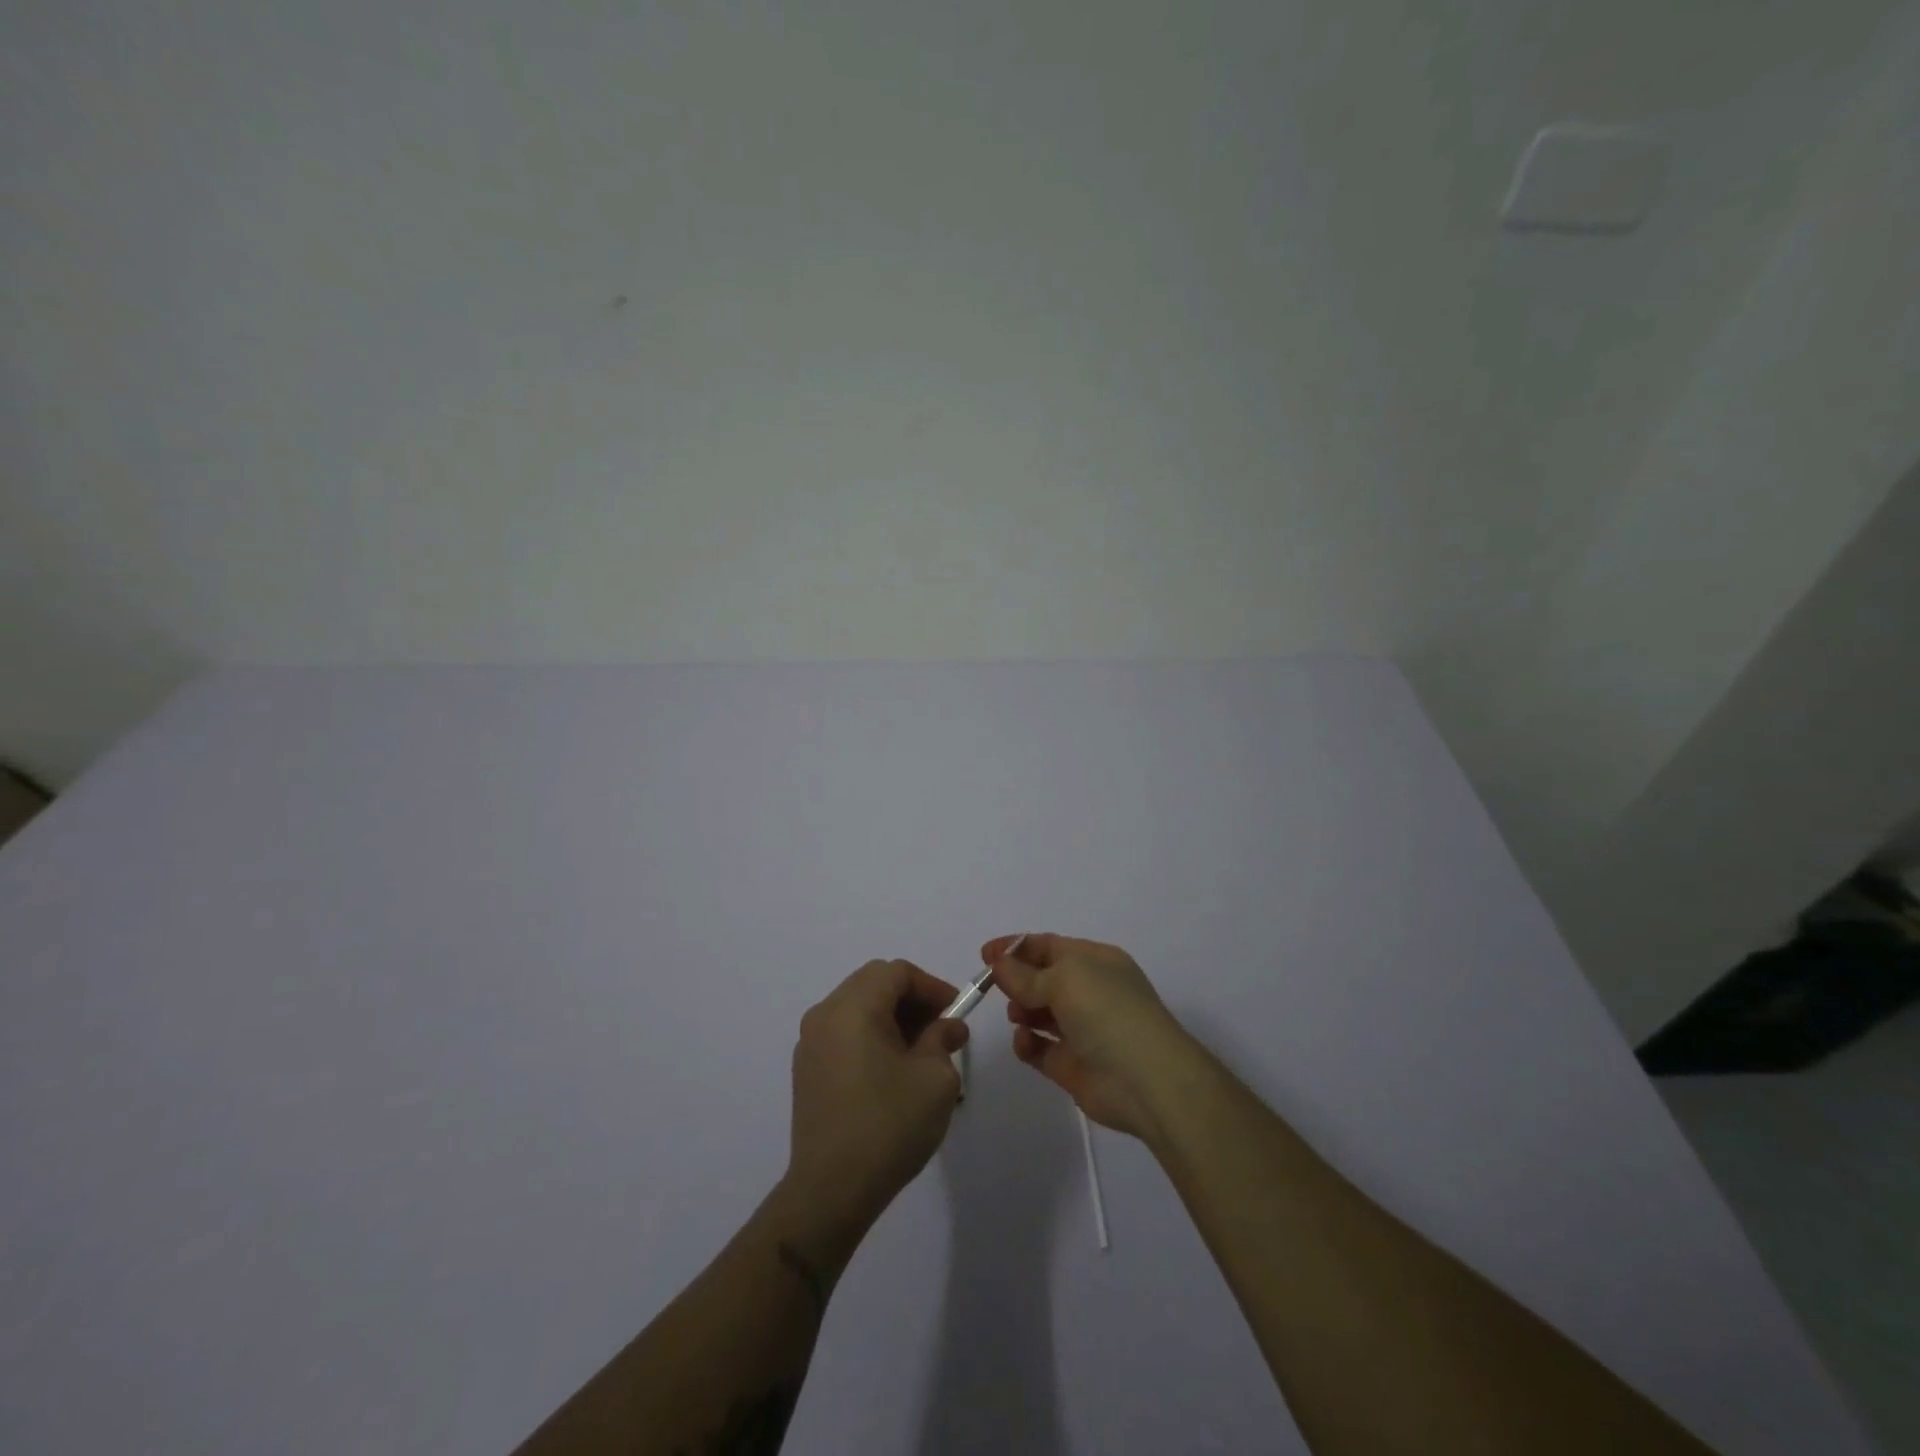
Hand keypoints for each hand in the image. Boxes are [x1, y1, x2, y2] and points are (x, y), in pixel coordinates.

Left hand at [784, 959, 970, 1251]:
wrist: (830, 1190)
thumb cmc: (889, 1125)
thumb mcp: (934, 1079)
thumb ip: (943, 1039)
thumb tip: (948, 1027)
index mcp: (853, 1007)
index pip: (897, 972)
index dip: (931, 986)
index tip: (956, 1011)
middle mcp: (825, 1014)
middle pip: (874, 983)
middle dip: (912, 999)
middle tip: (941, 1028)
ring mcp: (810, 1043)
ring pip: (858, 1007)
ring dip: (892, 1017)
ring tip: (921, 1052)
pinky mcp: (806, 1070)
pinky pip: (843, 1032)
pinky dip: (871, 1035)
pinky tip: (892, 1070)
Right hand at [985, 933, 1194, 1138]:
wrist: (1145, 1079)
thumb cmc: (1107, 1011)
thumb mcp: (1064, 979)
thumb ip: (1025, 974)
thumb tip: (999, 964)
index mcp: (1096, 961)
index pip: (1050, 946)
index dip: (1016, 948)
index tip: (985, 955)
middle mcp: (1090, 992)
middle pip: (1042, 979)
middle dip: (1017, 981)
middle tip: (994, 986)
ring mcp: (1082, 1030)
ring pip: (1040, 1013)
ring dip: (1021, 1011)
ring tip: (1017, 1015)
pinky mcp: (1072, 1065)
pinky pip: (1040, 1048)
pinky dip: (1027, 1044)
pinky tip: (1024, 1042)